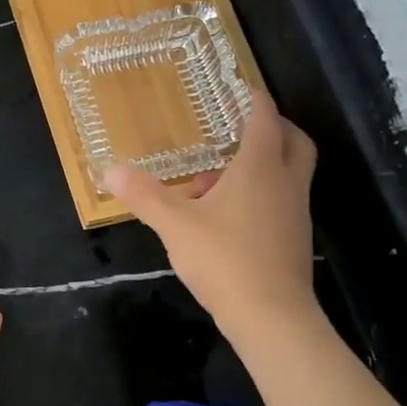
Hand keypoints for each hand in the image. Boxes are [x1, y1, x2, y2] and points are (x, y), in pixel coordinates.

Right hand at [105, 91, 322, 347]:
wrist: (271, 316)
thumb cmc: (224, 259)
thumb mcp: (174, 225)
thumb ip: (145, 195)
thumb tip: (111, 170)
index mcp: (260, 168)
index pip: (265, 120)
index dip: (255, 100)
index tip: (243, 89)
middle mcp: (285, 183)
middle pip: (293, 142)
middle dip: (273, 128)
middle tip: (242, 128)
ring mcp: (295, 213)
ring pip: (287, 174)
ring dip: (262, 166)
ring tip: (217, 180)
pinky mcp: (294, 240)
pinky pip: (281, 201)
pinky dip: (261, 194)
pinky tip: (227, 217)